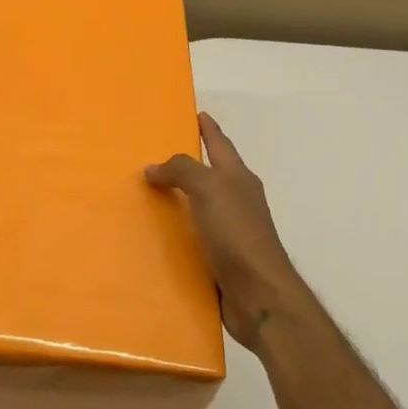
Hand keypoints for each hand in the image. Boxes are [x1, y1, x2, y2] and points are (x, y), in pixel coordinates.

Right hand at [146, 112, 299, 352]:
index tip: (196, 113)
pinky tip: (157, 237)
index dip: (208, 128)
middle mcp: (237, 200)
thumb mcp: (209, 188)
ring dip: (179, 200)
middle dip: (188, 164)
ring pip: (200, 207)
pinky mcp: (222, 260)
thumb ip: (182, 171)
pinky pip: (194, 238)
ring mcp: (231, 231)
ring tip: (148, 195)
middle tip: (156, 155)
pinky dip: (177, 233)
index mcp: (238, 178)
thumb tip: (153, 167)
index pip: (220, 143)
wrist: (259, 295)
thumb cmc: (237, 233)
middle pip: (211, 174)